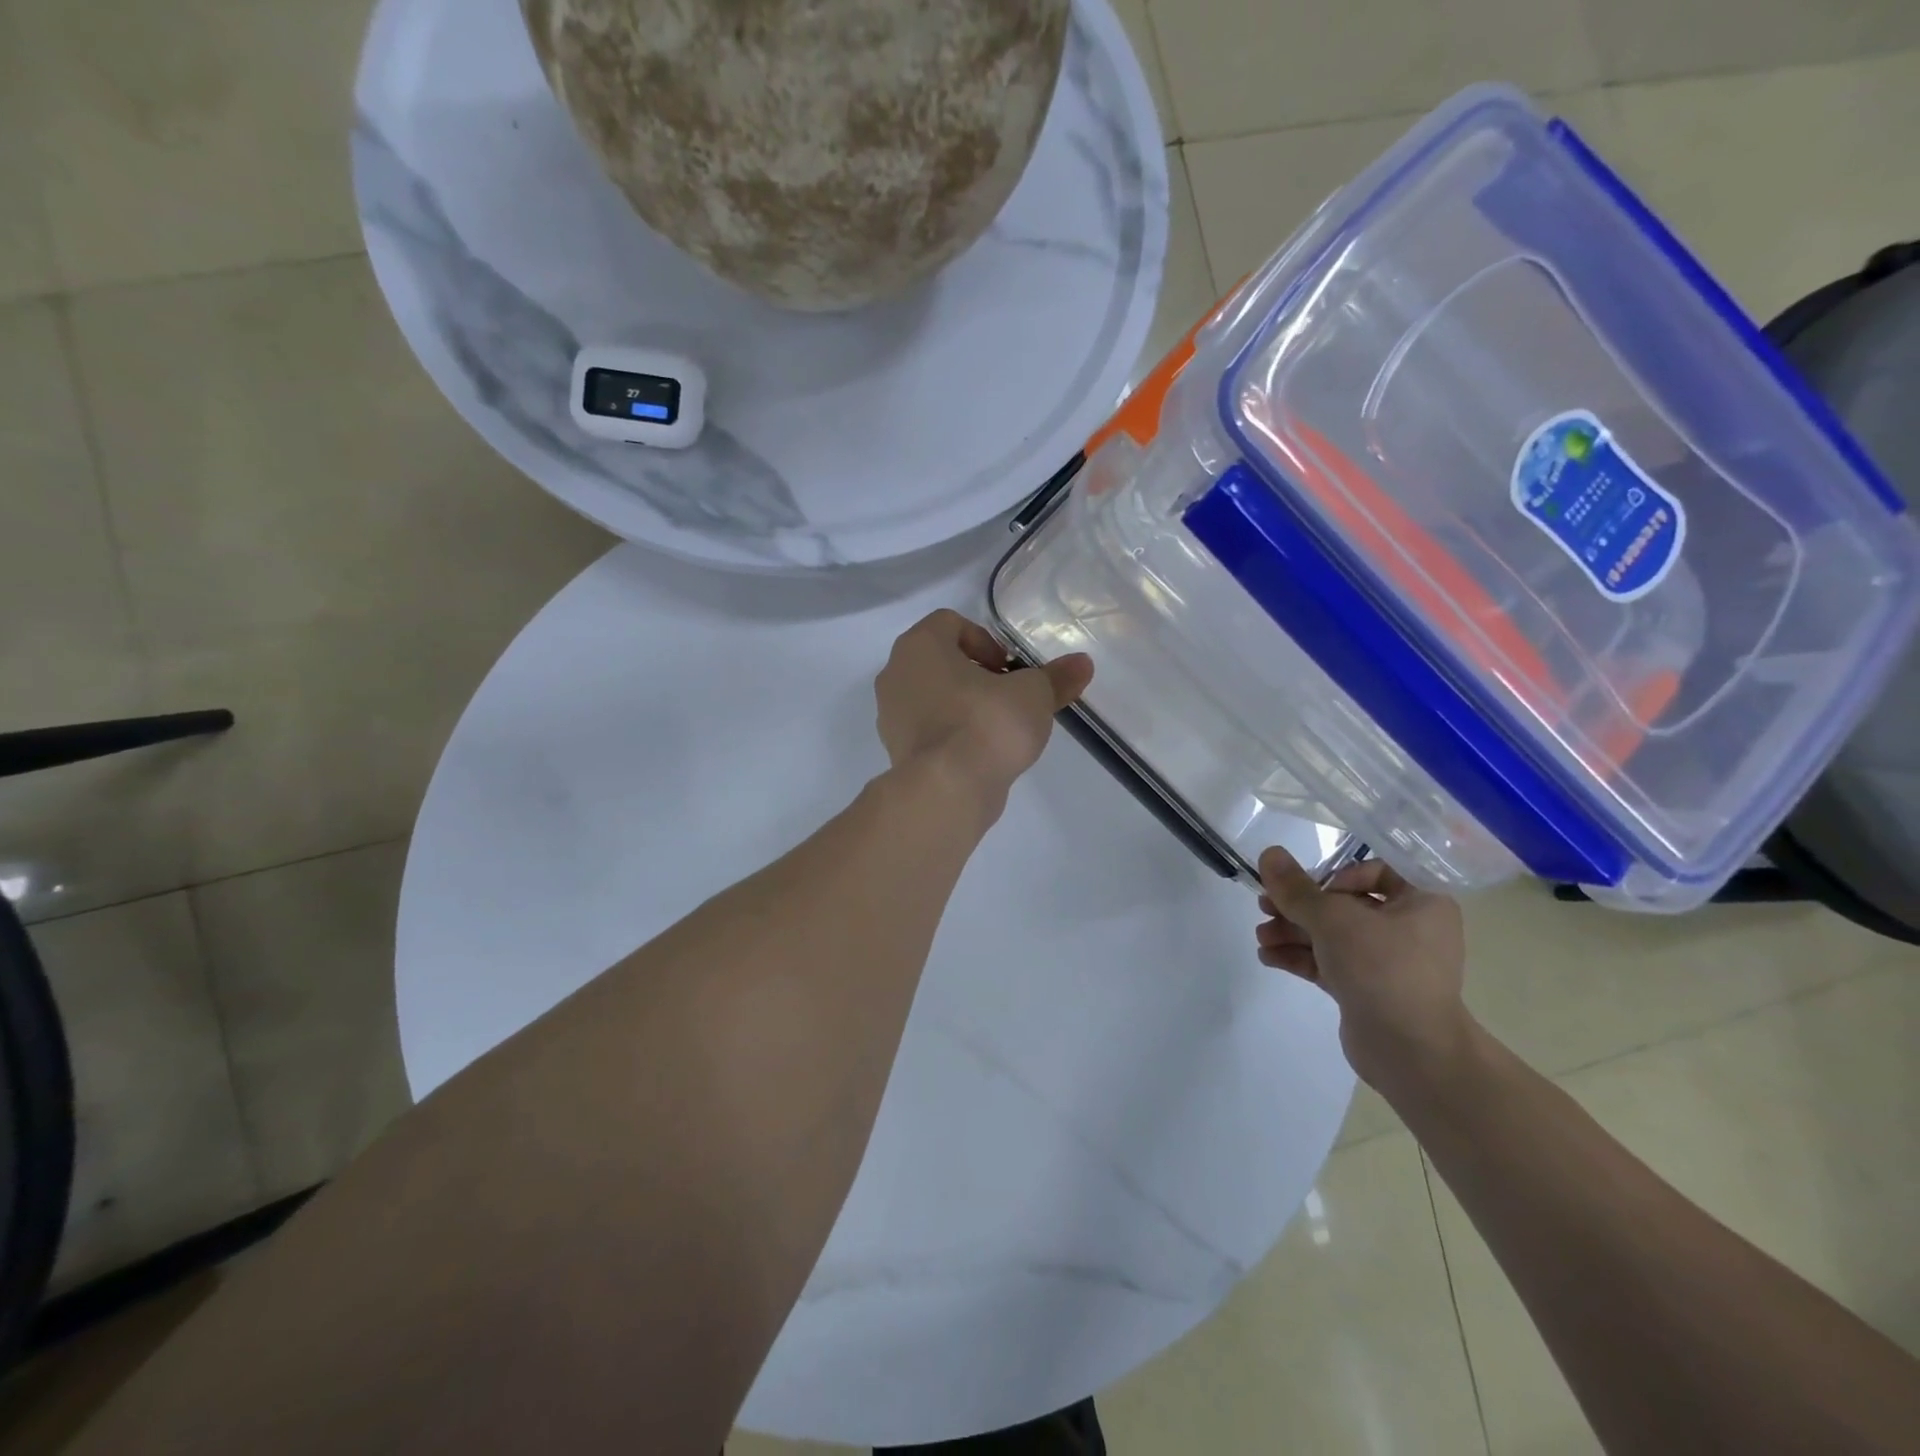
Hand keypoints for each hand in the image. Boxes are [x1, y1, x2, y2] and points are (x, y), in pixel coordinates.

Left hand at [874, 610, 1092, 814]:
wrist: (947, 789)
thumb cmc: (986, 723)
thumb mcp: (1033, 695)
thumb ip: (1056, 677)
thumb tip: (1082, 663)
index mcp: (919, 646)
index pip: (950, 623)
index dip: (985, 640)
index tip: (1009, 669)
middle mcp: (895, 674)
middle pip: (940, 661)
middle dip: (976, 675)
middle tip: (1008, 696)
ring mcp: (890, 715)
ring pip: (933, 697)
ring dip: (964, 705)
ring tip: (999, 728)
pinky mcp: (898, 751)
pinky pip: (929, 730)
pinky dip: (953, 734)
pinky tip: (981, 753)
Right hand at [1256, 847, 1473, 1094]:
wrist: (1411, 1052)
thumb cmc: (1382, 968)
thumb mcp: (1332, 919)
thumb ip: (1296, 888)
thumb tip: (1268, 853)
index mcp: (1421, 903)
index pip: (1377, 871)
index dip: (1339, 875)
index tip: (1312, 890)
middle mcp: (1409, 929)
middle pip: (1344, 904)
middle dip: (1299, 907)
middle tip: (1264, 907)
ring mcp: (1387, 963)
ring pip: (1332, 935)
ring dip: (1293, 932)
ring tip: (1261, 936)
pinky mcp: (1367, 990)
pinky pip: (1329, 963)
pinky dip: (1300, 957)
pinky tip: (1268, 957)